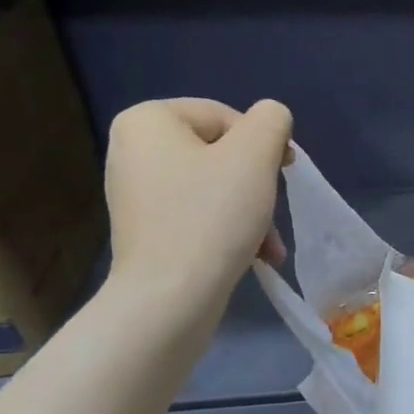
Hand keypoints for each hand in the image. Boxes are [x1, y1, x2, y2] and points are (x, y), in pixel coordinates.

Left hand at [102, 98, 293, 325]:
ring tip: (270, 246)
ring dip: (250, 213)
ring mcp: (135, 193)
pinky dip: (227, 230)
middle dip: (257, 185)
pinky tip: (252, 255)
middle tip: (274, 214)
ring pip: (213, 188)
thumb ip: (271, 121)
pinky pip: (196, 215)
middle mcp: (131, 149)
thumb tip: (272, 119)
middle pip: (220, 154)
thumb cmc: (212, 217)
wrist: (170, 298)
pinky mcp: (145, 230)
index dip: (263, 145)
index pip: (225, 116)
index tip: (282, 177)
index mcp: (147, 120)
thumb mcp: (255, 156)